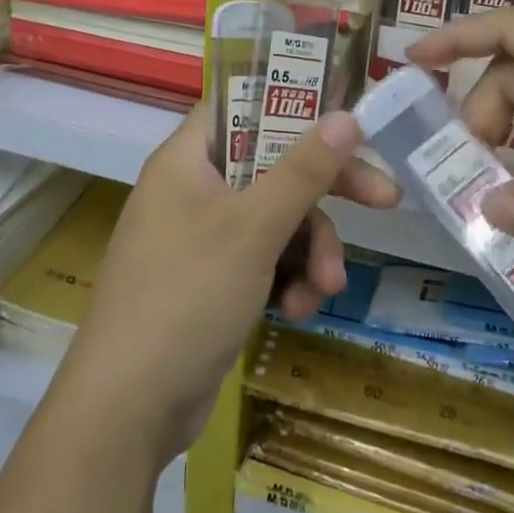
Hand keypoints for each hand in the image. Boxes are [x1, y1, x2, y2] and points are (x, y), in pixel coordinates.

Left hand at [54, 105, 396, 464]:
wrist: (128, 408)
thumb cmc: (186, 295)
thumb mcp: (253, 228)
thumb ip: (303, 170)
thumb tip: (346, 115)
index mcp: (189, 158)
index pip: (243, 105)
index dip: (293, 104)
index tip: (345, 119)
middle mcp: (194, 189)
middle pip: (272, 166)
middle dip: (324, 195)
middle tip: (385, 201)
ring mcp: (202, 238)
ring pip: (275, 220)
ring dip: (309, 251)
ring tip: (325, 288)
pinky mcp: (212, 282)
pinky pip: (263, 261)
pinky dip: (286, 280)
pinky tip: (297, 311)